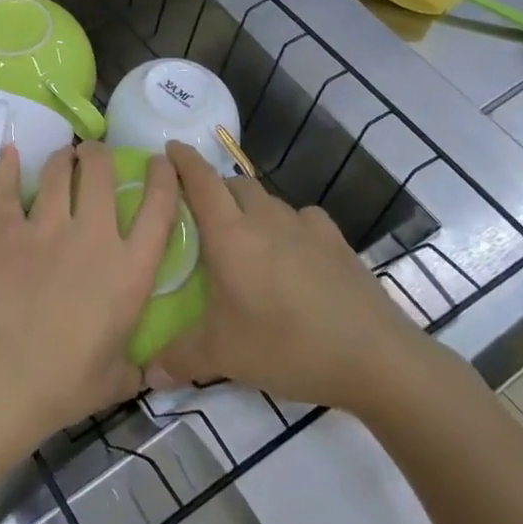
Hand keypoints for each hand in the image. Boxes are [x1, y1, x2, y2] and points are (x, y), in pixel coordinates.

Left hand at [0, 141, 179, 440]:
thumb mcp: (117, 380)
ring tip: (64, 156)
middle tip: (95, 154)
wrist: (1, 377)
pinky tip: (9, 150)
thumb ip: (137, 366)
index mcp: (129, 271)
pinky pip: (6, 188)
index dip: (163, 177)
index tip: (159, 161)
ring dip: (63, 158)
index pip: (158, 208)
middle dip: (99, 155)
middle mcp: (92, 236)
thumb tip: (153, 371)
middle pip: (101, 172)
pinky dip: (7, 166)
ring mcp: (46, 228)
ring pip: (57, 172)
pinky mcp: (6, 231)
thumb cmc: (65, 385)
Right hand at [150, 141, 431, 414]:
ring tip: (246, 236)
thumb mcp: (224, 356)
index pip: (200, 181)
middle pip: (234, 184)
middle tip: (201, 212)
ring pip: (268, 200)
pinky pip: (303, 218)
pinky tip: (294, 251)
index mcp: (230, 235)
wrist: (375, 357)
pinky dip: (289, 225)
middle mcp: (264, 218)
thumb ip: (179, 358)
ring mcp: (305, 226)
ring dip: (250, 207)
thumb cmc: (287, 346)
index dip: (183, 160)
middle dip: (214, 188)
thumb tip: (147, 374)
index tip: (170, 148)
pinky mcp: (337, 241)